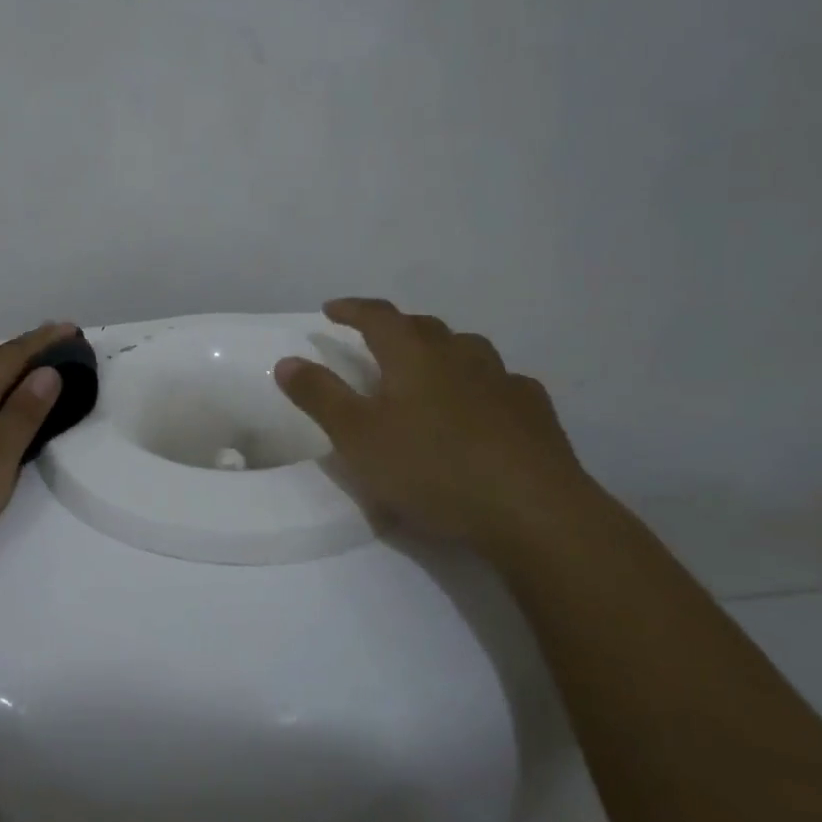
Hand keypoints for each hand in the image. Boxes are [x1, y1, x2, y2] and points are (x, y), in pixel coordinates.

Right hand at [274, 299, 591, 549]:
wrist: (532, 511)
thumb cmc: (432, 468)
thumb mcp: (357, 437)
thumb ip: (319, 395)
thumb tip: (286, 360)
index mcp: (413, 356)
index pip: (377, 317)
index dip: (352, 309)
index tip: (332, 310)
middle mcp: (459, 356)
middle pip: (423, 327)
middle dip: (396, 328)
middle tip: (377, 340)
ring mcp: (503, 381)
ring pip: (468, 349)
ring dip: (443, 350)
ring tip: (431, 369)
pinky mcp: (535, 412)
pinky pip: (504, 384)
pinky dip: (484, 386)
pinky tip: (485, 408)